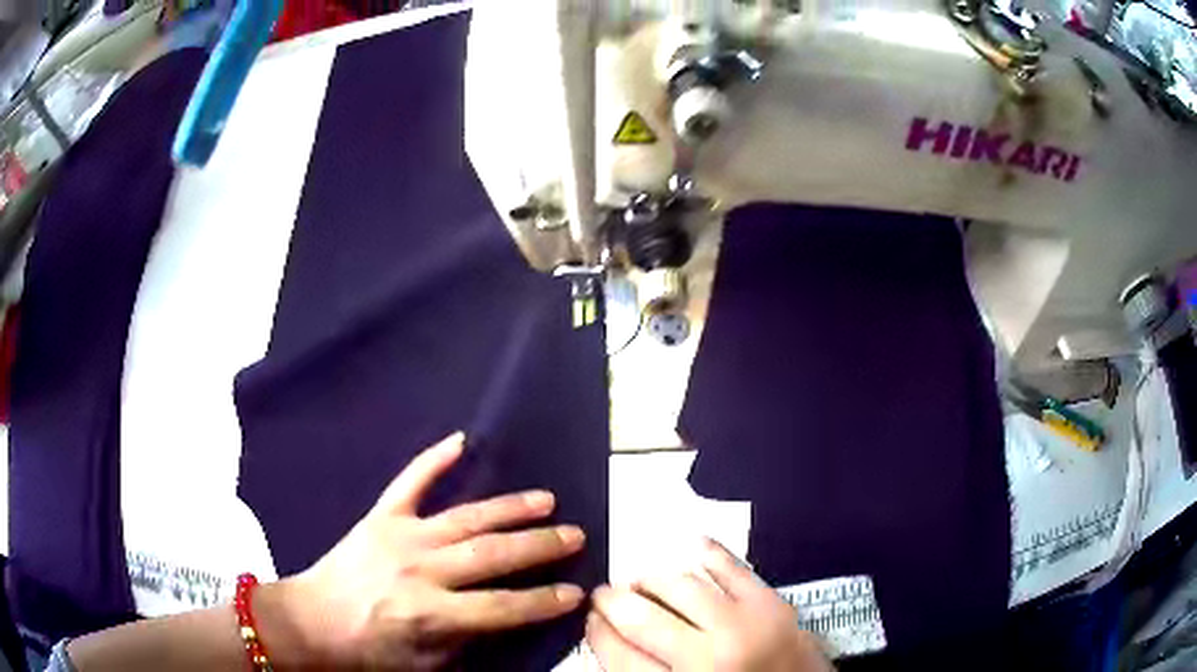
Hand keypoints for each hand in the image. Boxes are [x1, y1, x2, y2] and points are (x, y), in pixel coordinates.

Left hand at [258, 432, 585, 669]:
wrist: (312, 622)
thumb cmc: (369, 652)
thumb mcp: (424, 665)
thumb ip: (465, 641)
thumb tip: (502, 617)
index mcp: (432, 613)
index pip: (503, 608)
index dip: (544, 601)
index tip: (576, 592)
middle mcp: (421, 571)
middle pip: (491, 555)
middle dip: (539, 546)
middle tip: (575, 535)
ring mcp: (400, 537)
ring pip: (465, 518)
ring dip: (508, 508)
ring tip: (545, 499)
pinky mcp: (379, 518)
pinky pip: (409, 483)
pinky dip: (433, 460)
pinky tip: (460, 440)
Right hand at [586, 539, 833, 671]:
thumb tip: (611, 637)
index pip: (618, 656)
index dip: (597, 633)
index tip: (592, 619)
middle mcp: (706, 658)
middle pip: (641, 618)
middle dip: (613, 601)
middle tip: (606, 594)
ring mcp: (743, 626)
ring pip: (680, 586)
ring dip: (652, 578)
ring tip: (643, 580)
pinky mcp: (773, 604)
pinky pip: (732, 567)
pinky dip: (708, 552)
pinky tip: (690, 546)